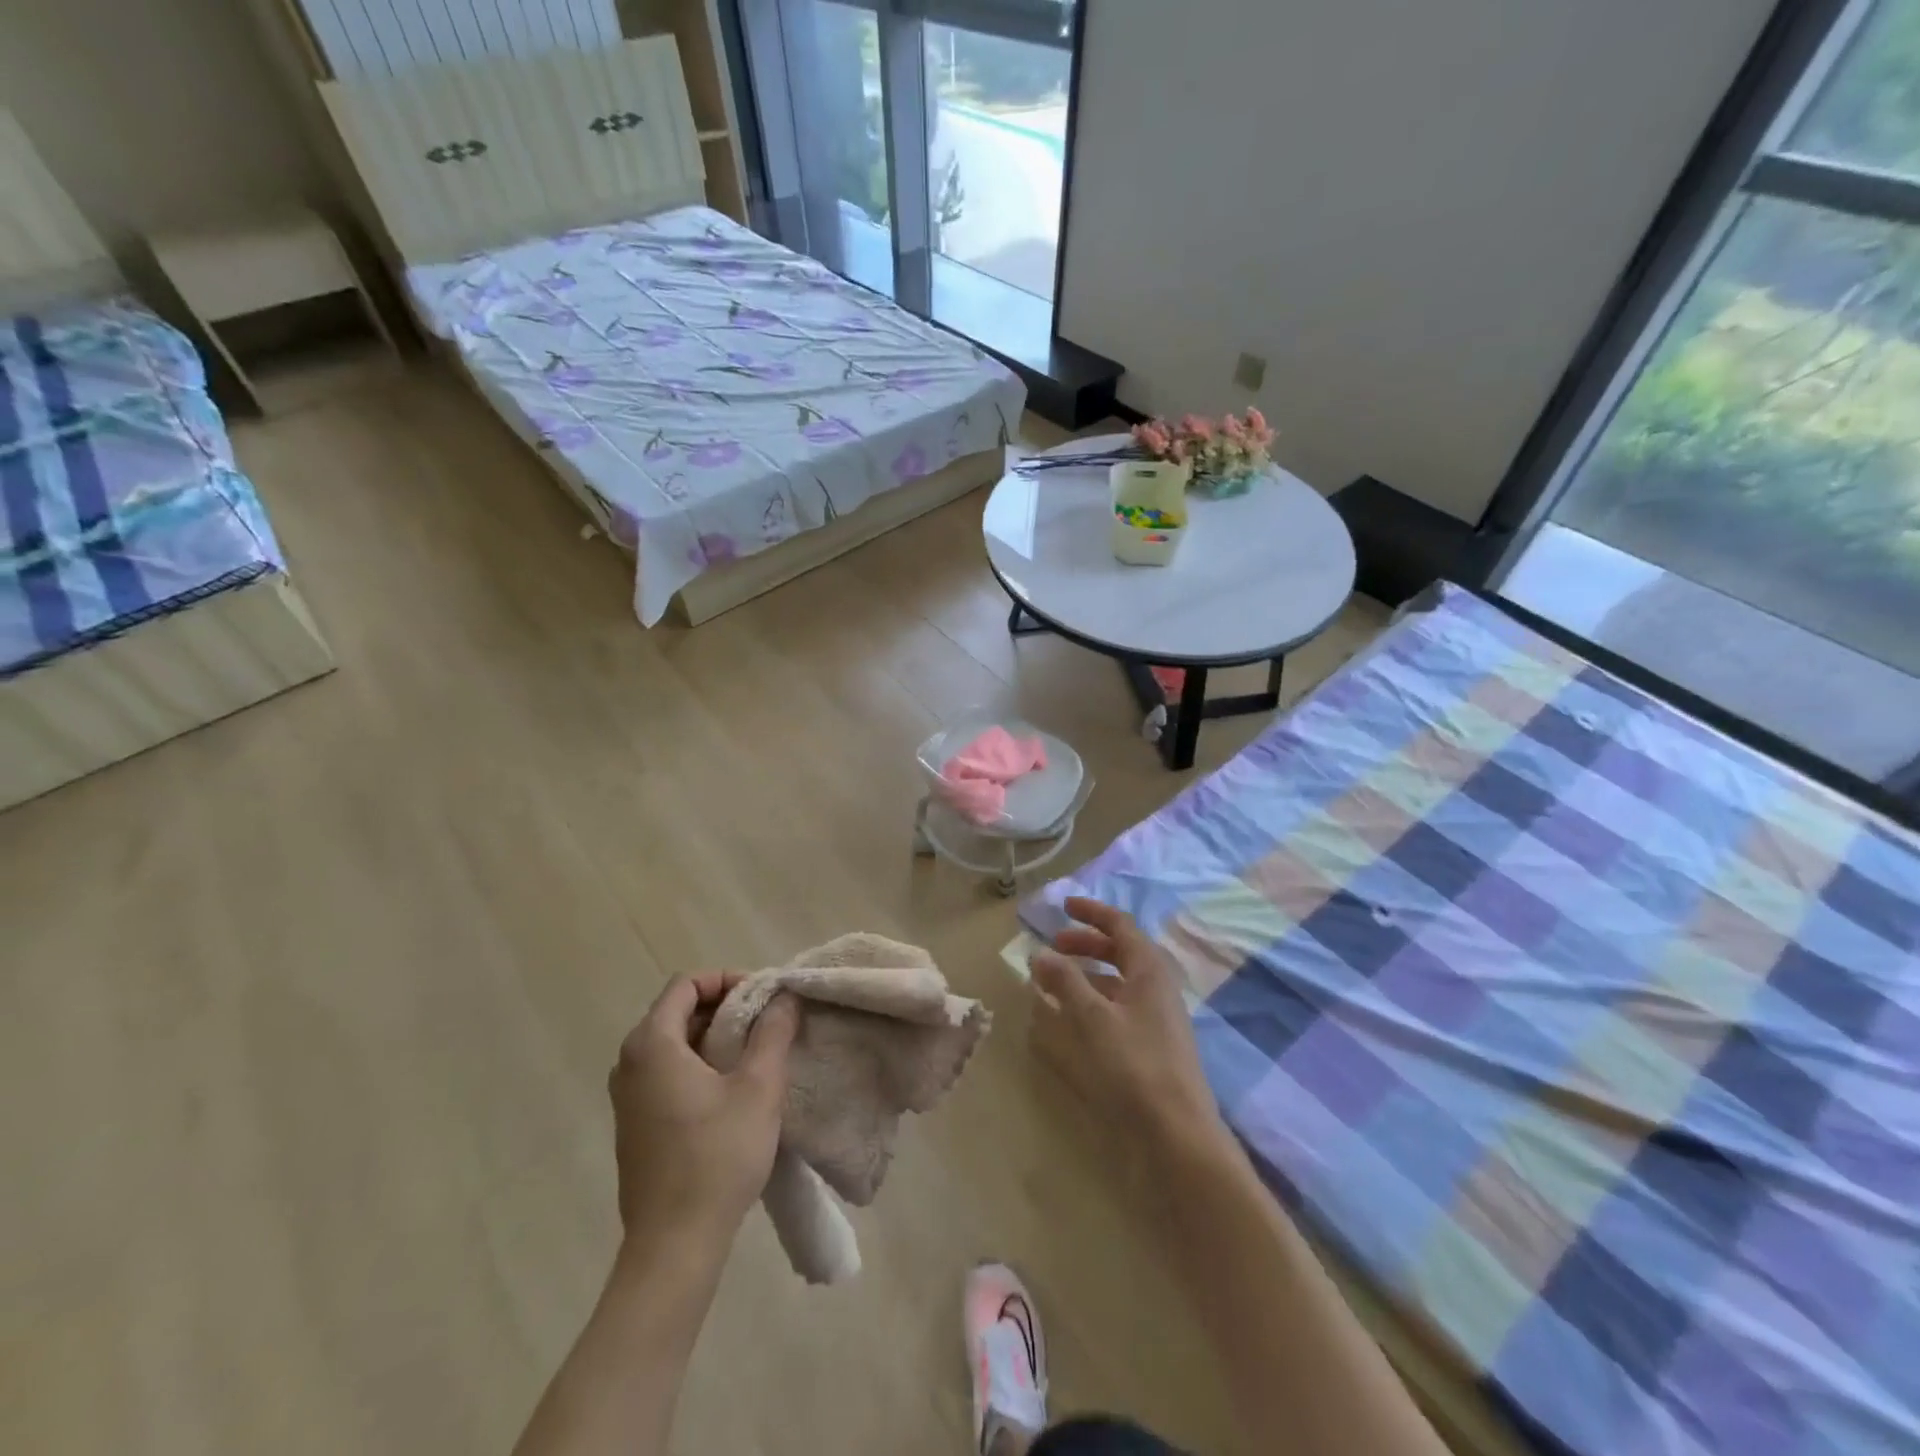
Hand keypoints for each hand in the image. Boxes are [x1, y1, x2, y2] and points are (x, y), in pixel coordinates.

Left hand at [608, 974, 799, 1246]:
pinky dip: (699, 1064)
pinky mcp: (634, 1125)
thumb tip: (785, 997)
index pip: (686, 984)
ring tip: (755, 1053)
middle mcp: (629, 1063)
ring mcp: (627, 1097)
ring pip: (673, 1044)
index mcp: (652, 1044)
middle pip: (678, 1011)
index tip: (763, 996)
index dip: (727, 980)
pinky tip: (731, 1090)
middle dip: (725, 1007)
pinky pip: (666, 1073)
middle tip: (766, 1021)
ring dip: (714, 1037)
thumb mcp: (758, 1087)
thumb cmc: (718, 1156)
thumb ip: (773, 1033)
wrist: (674, 1245)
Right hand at [1030, 899, 1227, 1159]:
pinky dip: (1094, 1003)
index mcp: (1149, 969)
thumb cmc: (1133, 1064)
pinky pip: (1119, 1008)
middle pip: (1120, 951)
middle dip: (1086, 944)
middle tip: (1054, 947)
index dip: (1091, 912)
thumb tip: (1041, 953)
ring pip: (1119, 981)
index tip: (1063, 907)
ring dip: (1087, 975)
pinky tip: (1072, 1020)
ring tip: (1054, 984)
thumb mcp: (1092, 1017)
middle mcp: (1157, 986)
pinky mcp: (1152, 1044)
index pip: (1120, 925)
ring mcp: (1157, 1017)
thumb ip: (1065, 981)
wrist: (1177, 1131)